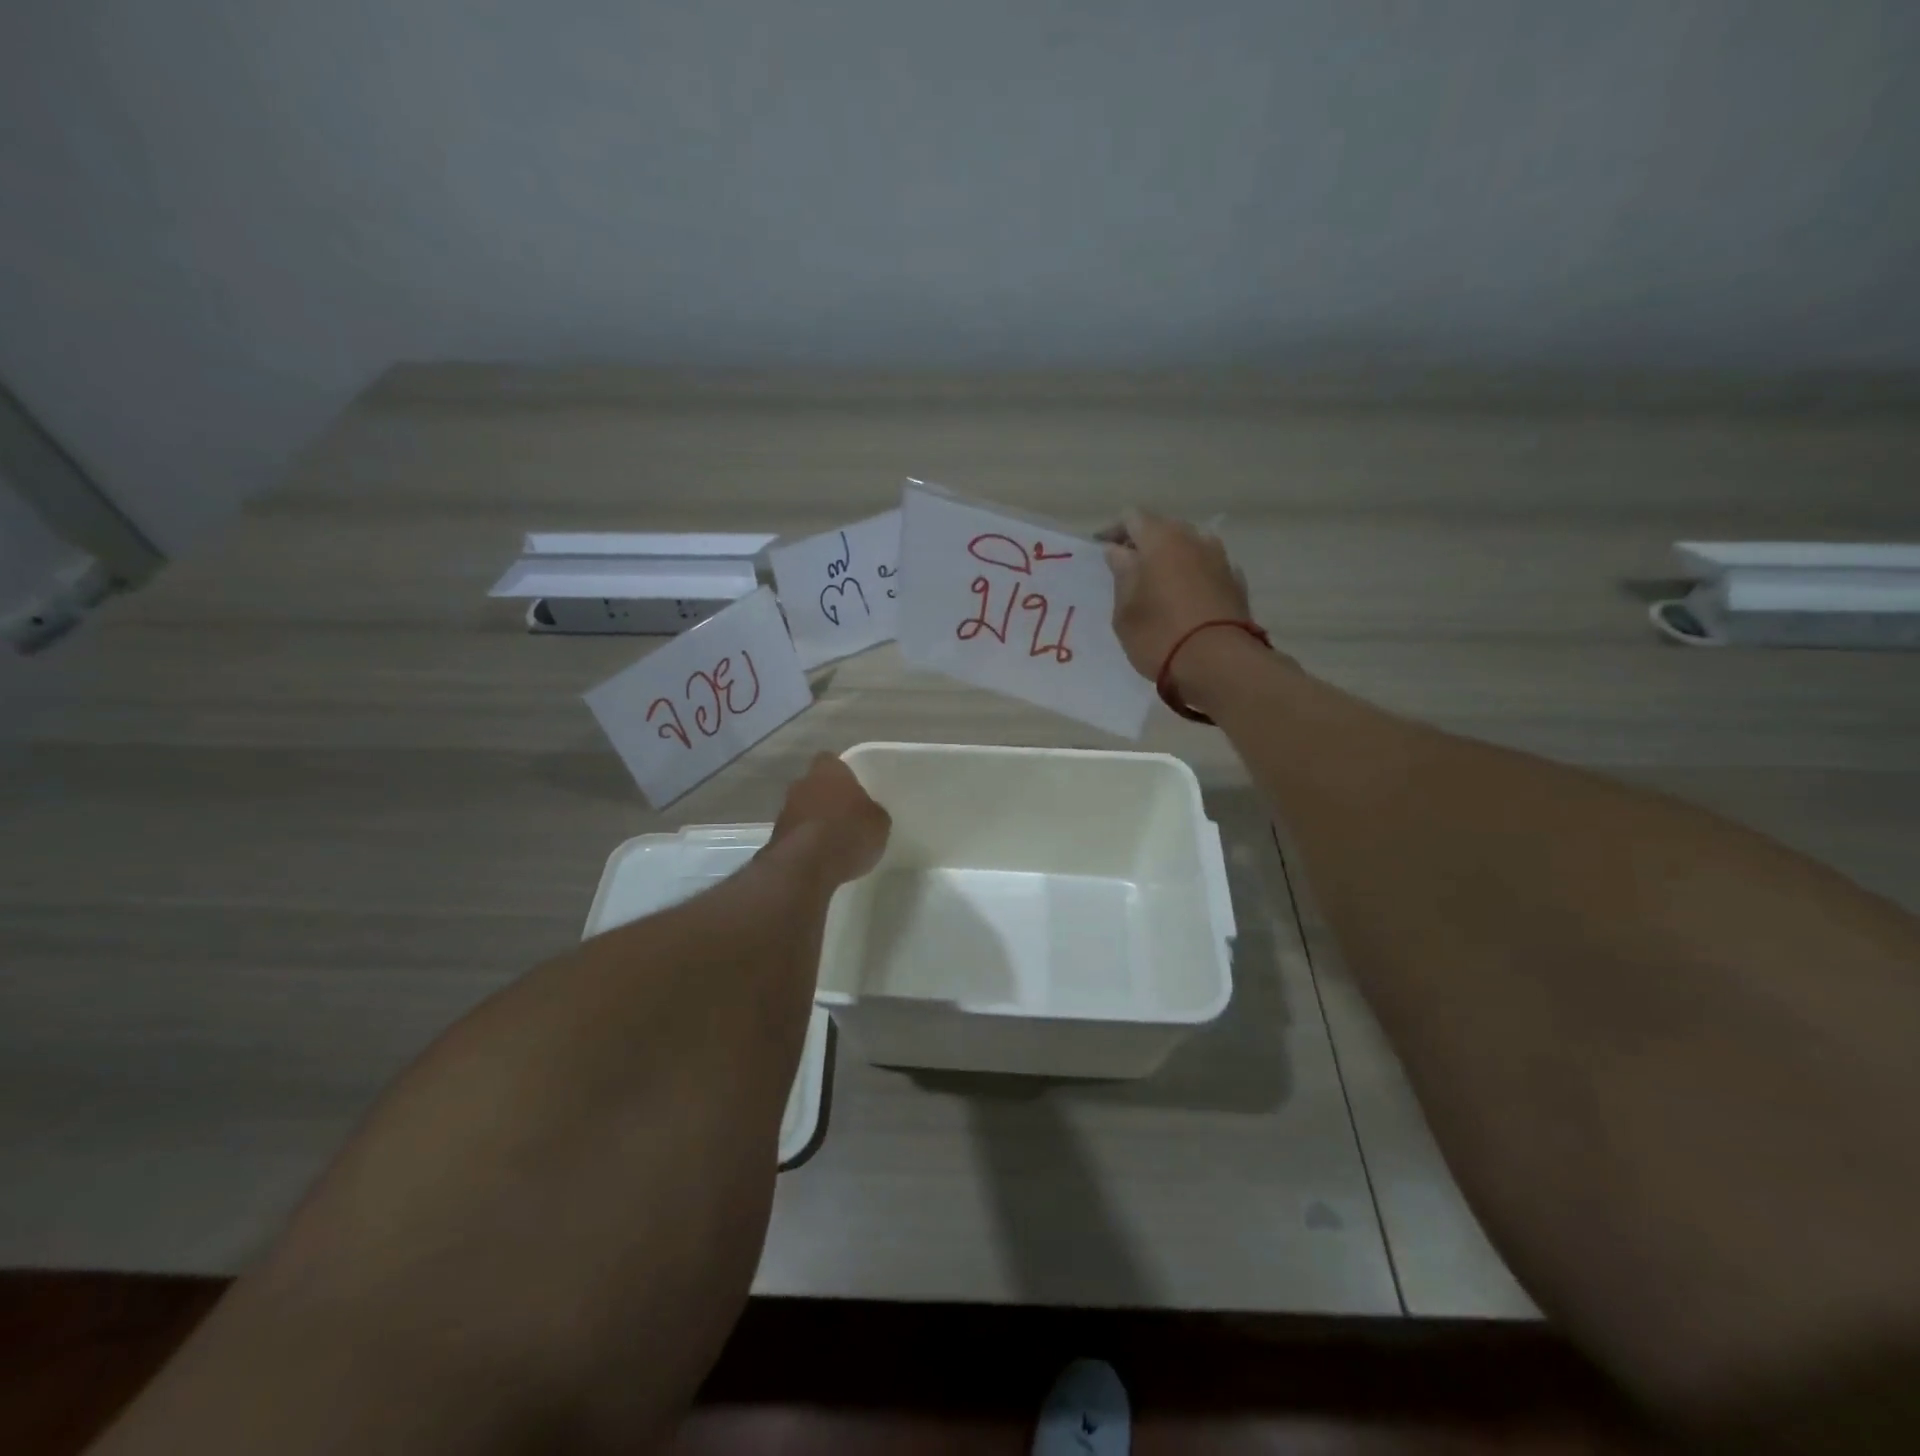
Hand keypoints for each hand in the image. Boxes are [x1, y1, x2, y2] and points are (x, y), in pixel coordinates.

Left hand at [769, 752, 890, 884]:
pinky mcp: (776, 836)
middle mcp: (802, 784)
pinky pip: (797, 833)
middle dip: (828, 798)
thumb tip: (869, 813)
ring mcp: (785, 810)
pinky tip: (822, 857)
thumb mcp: (879, 823)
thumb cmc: (847, 834)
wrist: (804, 867)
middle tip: (847, 816)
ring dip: (816, 821)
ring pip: (804, 809)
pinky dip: (807, 841)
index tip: (855, 789)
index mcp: (828, 771)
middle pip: (816, 785)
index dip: (844, 774)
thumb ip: (872, 811)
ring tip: (835, 841)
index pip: (832, 761)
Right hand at [1102, 508, 1251, 680]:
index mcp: (1161, 540)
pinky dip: (1193, 574)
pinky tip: (1186, 596)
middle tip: (1127, 567)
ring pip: (1189, 546)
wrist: (1219, 664)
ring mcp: (1220, 559)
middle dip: (1143, 543)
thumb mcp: (1126, 610)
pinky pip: (1208, 567)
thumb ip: (1122, 574)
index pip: (1132, 518)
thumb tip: (1119, 552)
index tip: (1101, 550)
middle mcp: (1194, 539)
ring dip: (1171, 557)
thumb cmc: (1160, 635)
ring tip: (1158, 582)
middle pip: (1164, 528)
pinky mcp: (1236, 582)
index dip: (1113, 531)